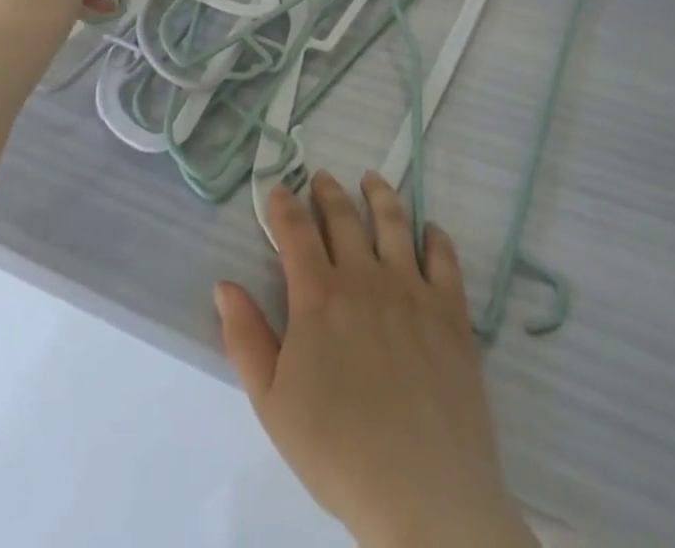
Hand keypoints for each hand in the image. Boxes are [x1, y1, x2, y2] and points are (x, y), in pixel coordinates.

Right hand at [216, 173, 534, 547]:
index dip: (284, 205)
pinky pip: (443, 258)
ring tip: (372, 179)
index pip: (295, 231)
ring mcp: (411, 290)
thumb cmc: (338, 451)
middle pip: (343, 218)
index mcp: (317, 296)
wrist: (425, 495)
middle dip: (328, 193)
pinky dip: (434, 236)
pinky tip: (428, 230)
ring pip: (393, 223)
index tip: (278, 188)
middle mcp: (363, 278)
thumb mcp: (272, 403)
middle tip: (322, 178)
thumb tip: (224, 284)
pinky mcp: (450, 311)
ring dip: (379, 195)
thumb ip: (245, 338)